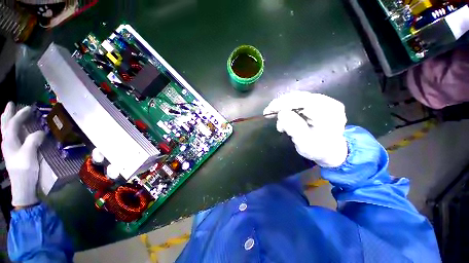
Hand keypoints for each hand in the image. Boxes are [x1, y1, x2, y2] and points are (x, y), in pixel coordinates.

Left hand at [1, 102, 44, 206]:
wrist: (21, 193)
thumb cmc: (24, 172)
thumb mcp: (30, 155)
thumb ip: (34, 139)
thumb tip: (41, 133)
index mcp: (10, 135)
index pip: (16, 118)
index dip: (23, 112)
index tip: (31, 108)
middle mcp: (6, 138)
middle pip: (5, 120)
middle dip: (9, 112)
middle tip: (14, 107)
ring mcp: (5, 148)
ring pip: (3, 129)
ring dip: (6, 122)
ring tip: (10, 118)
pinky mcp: (6, 157)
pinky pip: (4, 140)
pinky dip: (5, 134)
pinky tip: (7, 136)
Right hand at [264, 91, 347, 167]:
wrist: (333, 152)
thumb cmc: (319, 151)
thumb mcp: (305, 145)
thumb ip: (294, 129)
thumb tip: (282, 112)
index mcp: (329, 114)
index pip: (302, 101)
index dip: (283, 103)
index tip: (268, 111)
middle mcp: (331, 103)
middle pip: (301, 97)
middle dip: (284, 106)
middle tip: (270, 115)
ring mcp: (329, 101)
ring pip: (302, 98)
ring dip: (288, 107)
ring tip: (281, 123)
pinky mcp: (324, 101)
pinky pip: (306, 100)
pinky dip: (295, 107)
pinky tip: (290, 116)